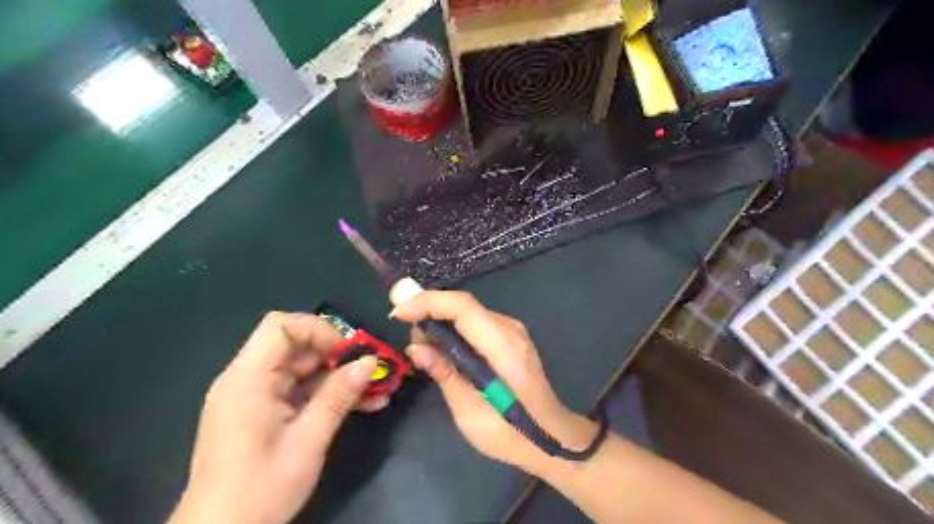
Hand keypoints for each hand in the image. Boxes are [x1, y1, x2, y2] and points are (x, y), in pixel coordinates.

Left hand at [170, 311, 385, 523]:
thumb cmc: (260, 488)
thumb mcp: (308, 439)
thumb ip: (339, 395)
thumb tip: (370, 363)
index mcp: (248, 379)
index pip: (281, 327)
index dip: (318, 330)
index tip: (348, 352)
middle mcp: (246, 381)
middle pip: (295, 347)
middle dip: (336, 356)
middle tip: (369, 372)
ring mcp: (254, 398)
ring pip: (301, 369)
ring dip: (337, 377)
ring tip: (374, 391)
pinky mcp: (261, 414)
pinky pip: (298, 391)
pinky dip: (326, 394)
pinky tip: (359, 405)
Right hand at [389, 290, 593, 474]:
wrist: (552, 438)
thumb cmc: (511, 433)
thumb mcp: (470, 412)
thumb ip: (444, 374)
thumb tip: (415, 348)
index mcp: (503, 347)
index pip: (463, 307)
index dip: (428, 302)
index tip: (398, 314)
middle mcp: (510, 330)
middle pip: (464, 305)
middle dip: (430, 311)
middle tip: (409, 338)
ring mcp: (514, 332)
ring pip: (469, 312)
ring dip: (441, 321)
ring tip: (422, 346)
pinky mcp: (511, 338)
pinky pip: (477, 323)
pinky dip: (455, 329)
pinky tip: (443, 348)